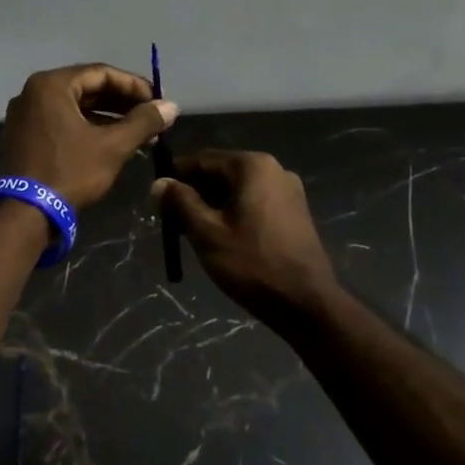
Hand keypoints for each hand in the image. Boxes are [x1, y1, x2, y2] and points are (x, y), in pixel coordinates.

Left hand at [0, 64, 178, 209]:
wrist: (24, 214)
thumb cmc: (69, 172)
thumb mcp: (112, 146)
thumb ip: (143, 122)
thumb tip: (171, 106)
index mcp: (51, 85)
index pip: (101, 73)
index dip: (134, 86)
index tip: (157, 101)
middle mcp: (33, 93)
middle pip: (86, 89)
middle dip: (121, 104)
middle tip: (150, 118)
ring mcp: (24, 116)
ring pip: (74, 108)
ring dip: (107, 118)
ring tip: (138, 134)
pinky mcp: (22, 137)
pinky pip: (60, 123)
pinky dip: (86, 129)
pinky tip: (111, 144)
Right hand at [153, 150, 340, 321]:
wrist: (307, 304)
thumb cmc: (252, 264)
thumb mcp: (207, 233)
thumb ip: (179, 202)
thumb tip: (158, 183)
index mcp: (252, 165)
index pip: (202, 159)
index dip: (175, 177)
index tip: (157, 199)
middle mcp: (274, 169)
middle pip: (221, 172)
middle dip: (195, 193)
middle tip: (173, 220)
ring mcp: (289, 190)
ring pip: (237, 189)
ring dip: (213, 205)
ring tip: (194, 232)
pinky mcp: (295, 212)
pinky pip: (255, 202)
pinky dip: (234, 213)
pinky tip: (223, 238)